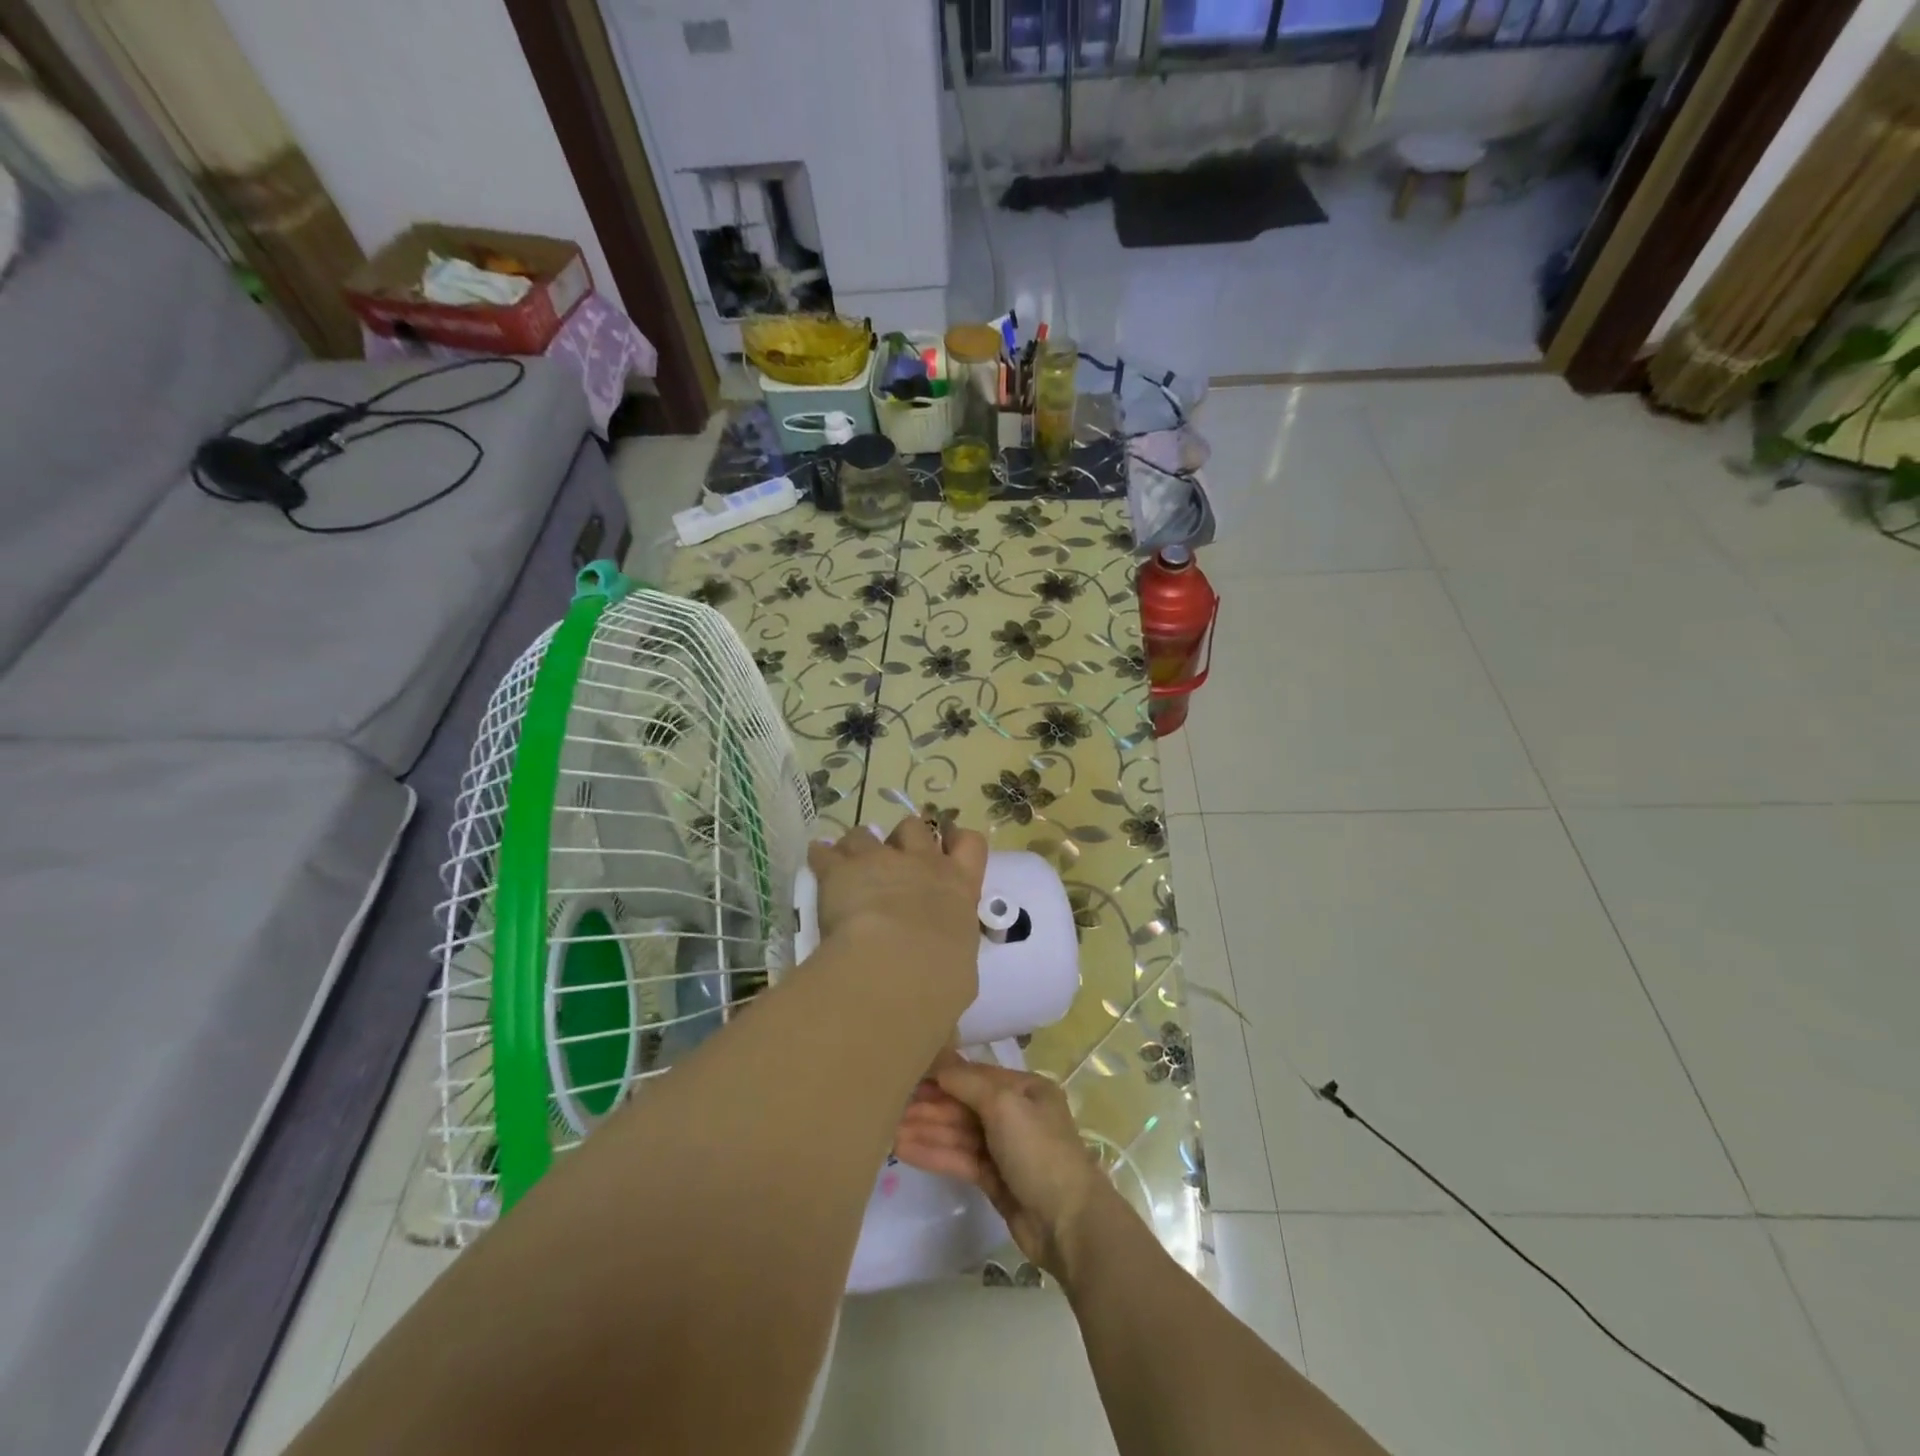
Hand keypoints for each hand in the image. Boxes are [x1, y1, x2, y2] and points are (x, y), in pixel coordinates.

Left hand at [807, 816, 987, 1016]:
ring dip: (860, 845)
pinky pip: (826, 852)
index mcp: (960, 888)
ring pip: (868, 834)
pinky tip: (816, 860)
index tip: (949, 844)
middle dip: (905, 837)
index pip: (971, 846)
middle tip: (894, 857)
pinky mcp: (842, 870)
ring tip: (850, 861)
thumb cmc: (942, 980)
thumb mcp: (958, 980)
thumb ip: (950, 978)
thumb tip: (946, 1019)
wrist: (899, 965)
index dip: (959, 840)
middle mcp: (923, 865)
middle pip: (916, 829)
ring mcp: (881, 862)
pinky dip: (821, 856)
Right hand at [893, 1050, 1112, 1278]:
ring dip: (926, 1129)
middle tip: (890, 1104)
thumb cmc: (1038, 1150)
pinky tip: (904, 1149)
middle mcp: (1015, 1114)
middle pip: (965, 1105)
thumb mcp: (1004, 1104)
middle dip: (930, 1105)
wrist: (1067, 1222)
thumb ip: (968, 1082)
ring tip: (889, 1128)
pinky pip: (959, 1158)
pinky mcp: (994, 1179)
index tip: (909, 1074)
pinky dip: (934, 1153)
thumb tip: (939, 1063)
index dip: (943, 1075)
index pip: (977, 1076)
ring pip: (959, 1133)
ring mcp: (1004, 1149)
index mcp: (1025, 1089)